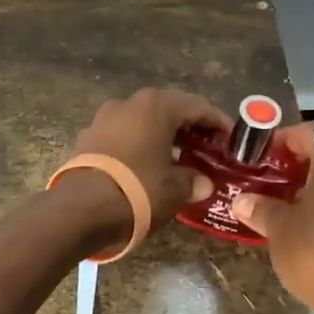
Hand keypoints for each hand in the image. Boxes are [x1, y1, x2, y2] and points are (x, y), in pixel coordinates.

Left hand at [72, 87, 230, 228]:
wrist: (81, 209)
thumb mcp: (175, 189)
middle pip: (168, 109)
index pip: (197, 107)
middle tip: (207, 147)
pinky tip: (148, 164)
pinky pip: (123, 134)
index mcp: (156, 106)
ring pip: (143, 121)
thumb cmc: (138, 190)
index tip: (232, 139)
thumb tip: (203, 183)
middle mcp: (129, 103)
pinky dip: (140, 144)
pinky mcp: (88, 137)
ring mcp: (104, 118)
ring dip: (162, 135)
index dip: (218, 122)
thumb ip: (193, 181)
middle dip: (189, 127)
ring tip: (179, 157)